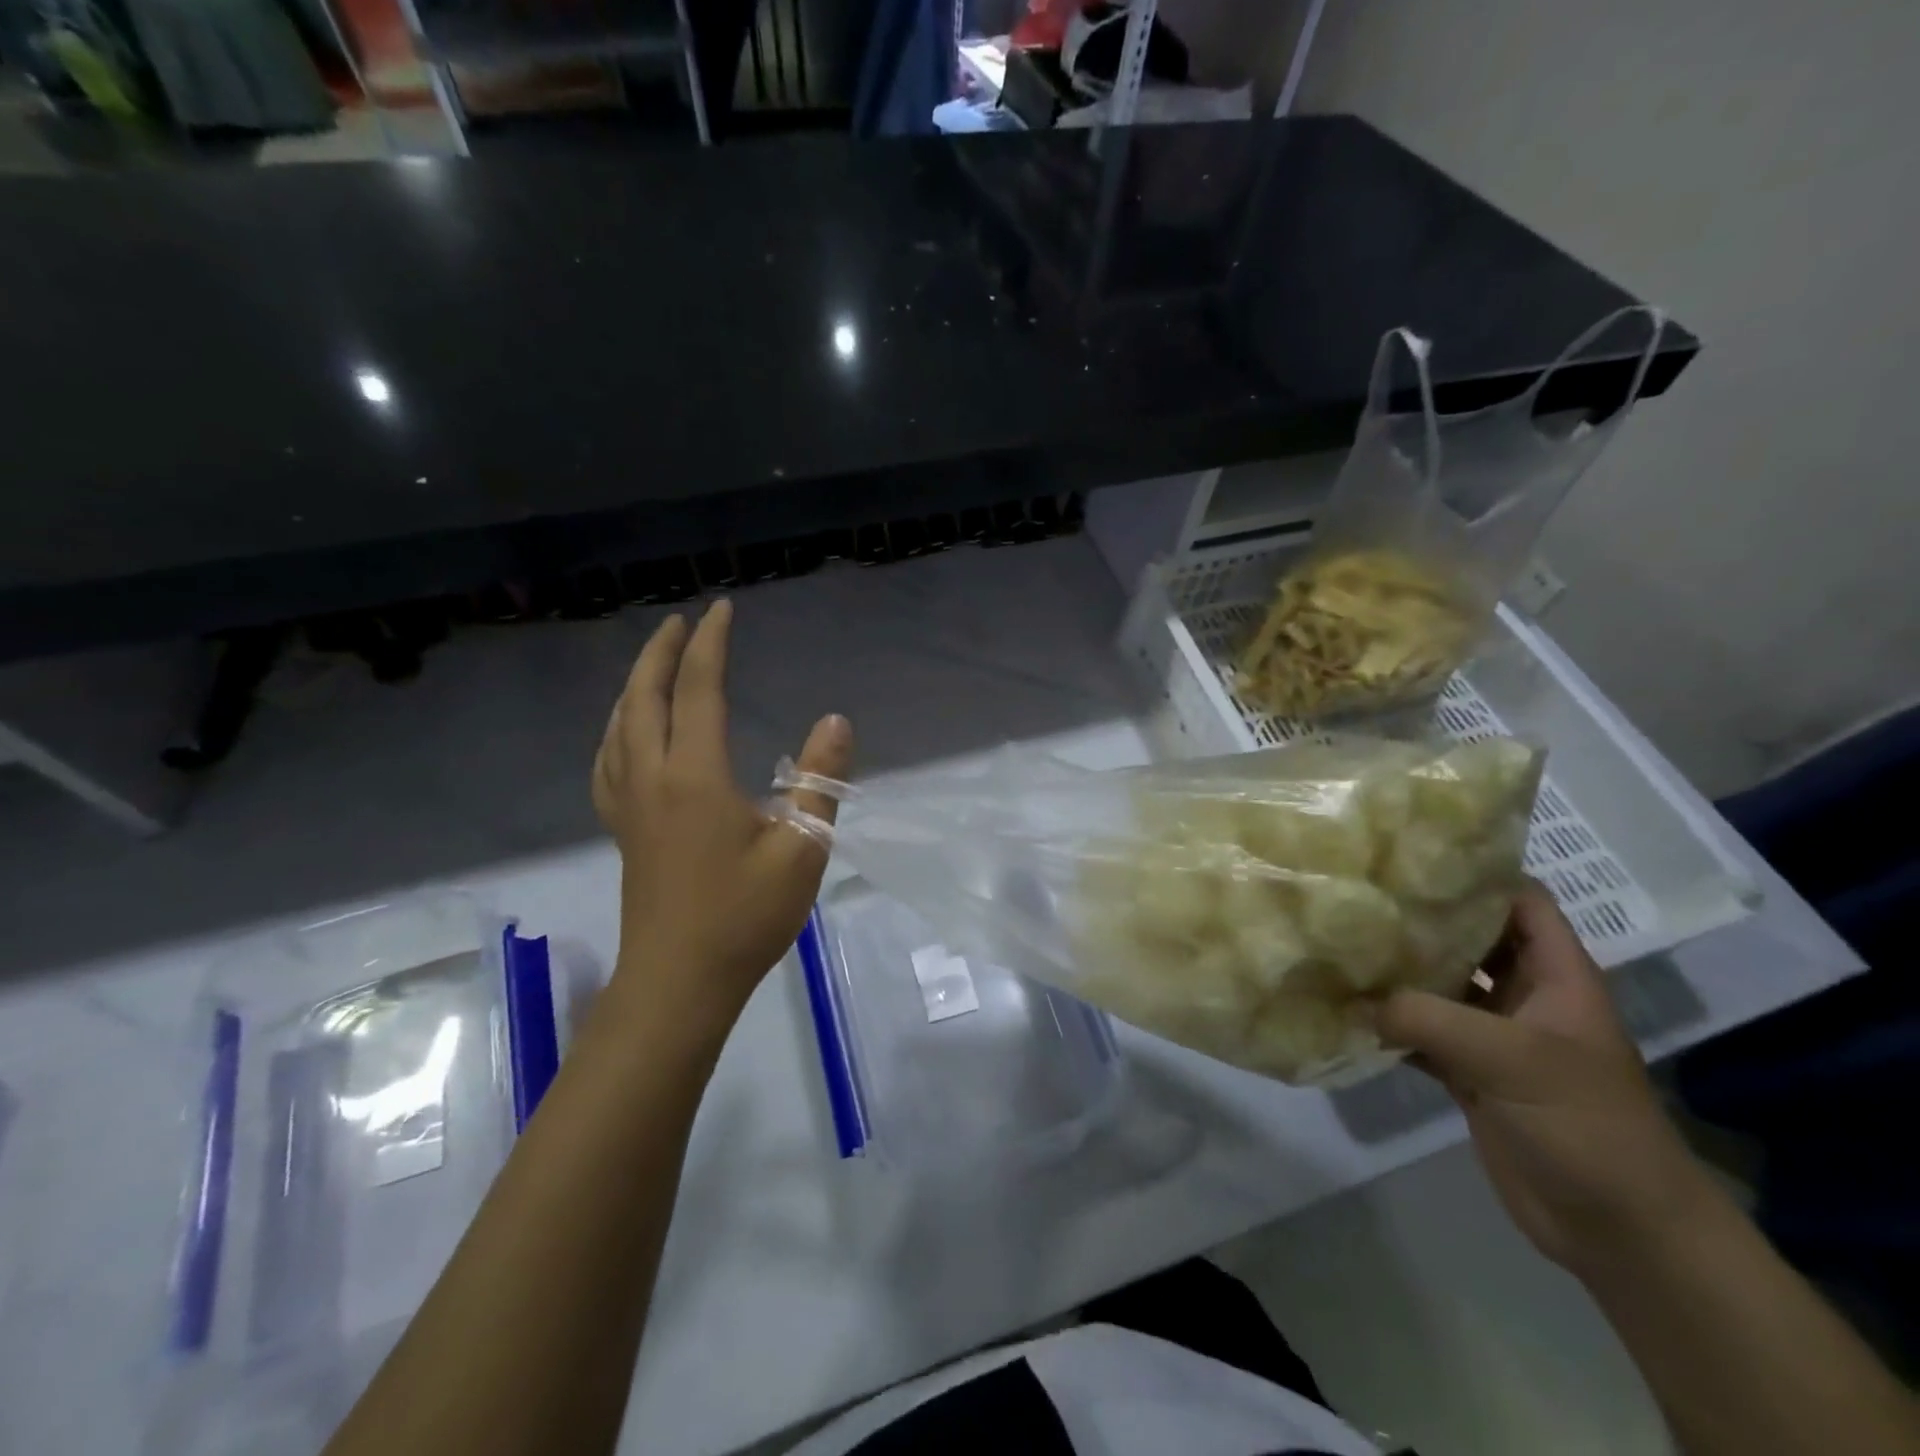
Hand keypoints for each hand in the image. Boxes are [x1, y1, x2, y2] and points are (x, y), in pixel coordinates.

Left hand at [592, 599, 852, 1031]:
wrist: (679, 982)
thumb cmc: (744, 916)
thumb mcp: (802, 849)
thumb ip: (820, 780)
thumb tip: (836, 721)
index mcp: (694, 775)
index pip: (699, 690)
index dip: (710, 645)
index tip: (721, 609)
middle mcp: (652, 778)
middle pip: (644, 698)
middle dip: (660, 653)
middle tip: (680, 622)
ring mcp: (629, 806)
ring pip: (619, 727)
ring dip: (634, 686)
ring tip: (653, 667)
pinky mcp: (623, 831)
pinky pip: (608, 761)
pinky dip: (617, 729)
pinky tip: (627, 736)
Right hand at [1378, 882, 1717, 1275]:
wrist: (1617, 1229)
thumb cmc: (1585, 1125)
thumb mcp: (1511, 1060)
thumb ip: (1429, 1018)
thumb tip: (1359, 999)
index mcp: (1554, 974)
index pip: (1518, 899)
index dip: (1475, 871)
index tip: (1410, 852)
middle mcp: (1522, 994)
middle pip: (1468, 936)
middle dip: (1419, 916)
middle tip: (1356, 891)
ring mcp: (1493, 1034)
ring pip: (1438, 984)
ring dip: (1396, 969)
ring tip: (1338, 939)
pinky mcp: (1468, 1072)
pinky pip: (1420, 1032)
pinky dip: (1387, 1022)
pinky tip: (1343, 1005)